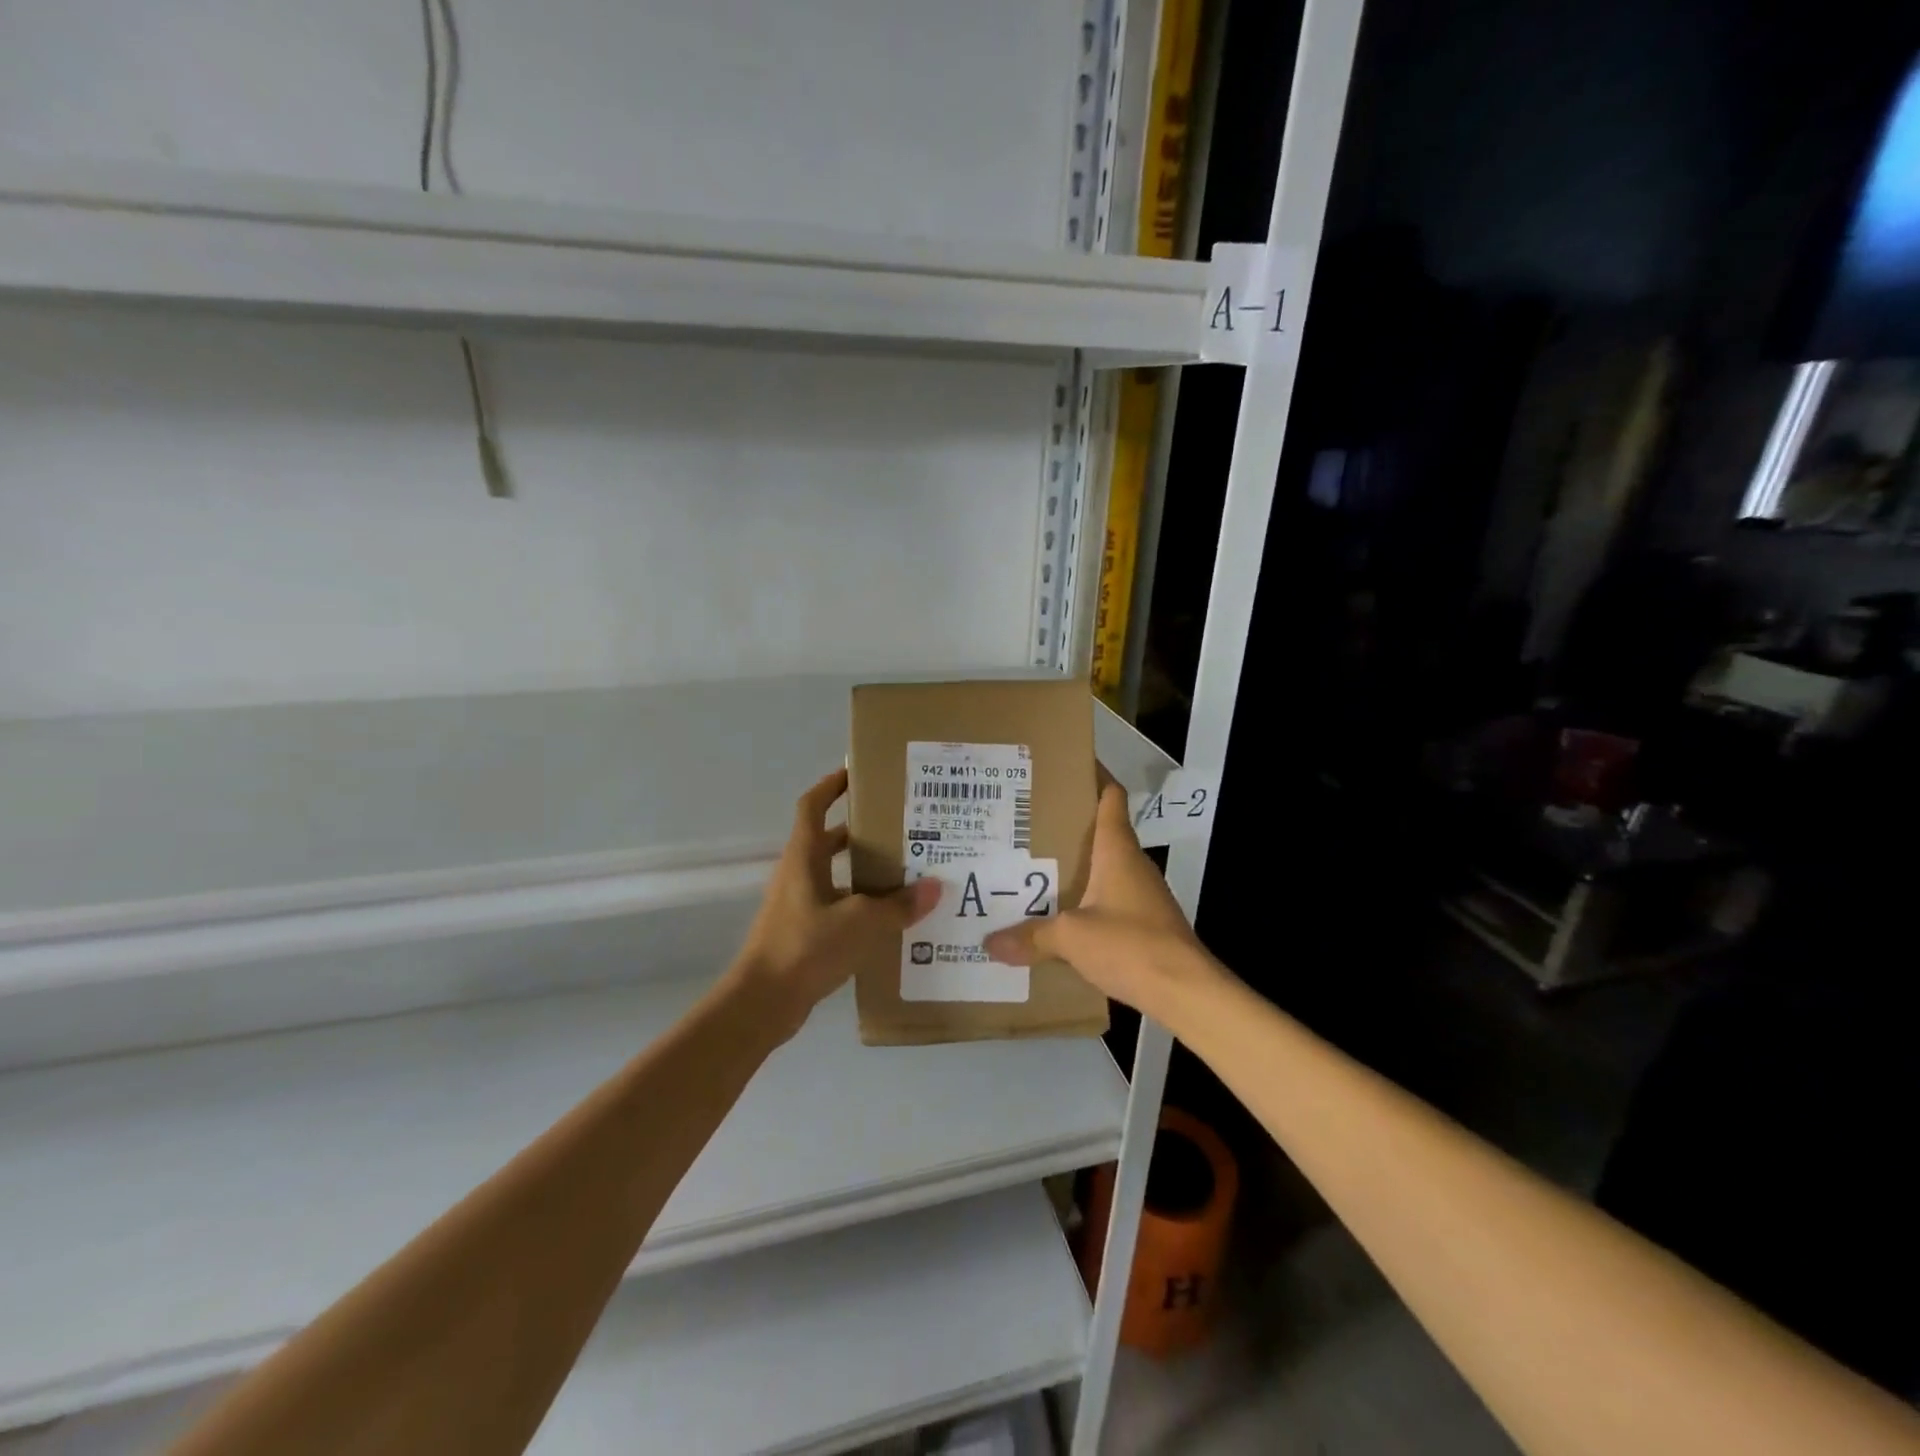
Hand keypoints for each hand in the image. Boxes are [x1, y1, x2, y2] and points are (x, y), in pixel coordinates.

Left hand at [730, 768, 939, 1039]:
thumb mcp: (860, 923)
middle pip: (829, 839)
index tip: (858, 772)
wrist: (762, 1003)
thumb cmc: (805, 948)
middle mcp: (798, 874)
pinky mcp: (804, 932)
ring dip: (864, 870)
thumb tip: (935, 888)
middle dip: (862, 830)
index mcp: (803, 857)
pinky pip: (837, 904)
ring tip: (907, 871)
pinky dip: (861, 903)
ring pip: (836, 874)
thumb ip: (898, 906)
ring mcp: (798, 904)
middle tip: (902, 827)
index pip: (813, 805)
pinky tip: (891, 917)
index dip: (831, 785)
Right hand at [983, 774, 1222, 1021]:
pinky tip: (1063, 916)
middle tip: (1028, 825)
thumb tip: (989, 943)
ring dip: (1078, 867)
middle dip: (1070, 827)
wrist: (1185, 990)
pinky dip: (1088, 900)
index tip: (1065, 770)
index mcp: (1118, 850)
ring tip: (1036, 869)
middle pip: (1103, 832)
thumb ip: (1032, 936)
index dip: (1093, 778)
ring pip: (1106, 869)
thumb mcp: (1071, 937)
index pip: (1110, 798)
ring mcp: (1144, 895)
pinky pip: (1111, 900)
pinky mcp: (1147, 923)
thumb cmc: (1130, 944)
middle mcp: (1133, 864)